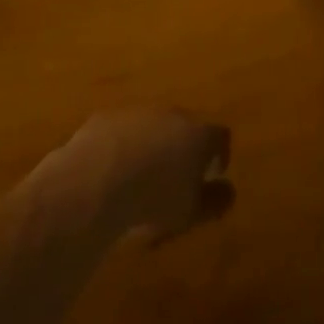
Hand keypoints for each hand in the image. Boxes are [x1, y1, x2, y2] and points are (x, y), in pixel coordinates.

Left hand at [56, 110, 233, 243]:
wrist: (96, 181)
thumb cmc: (154, 199)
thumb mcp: (192, 211)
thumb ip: (215, 200)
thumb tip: (228, 190)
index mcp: (198, 134)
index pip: (219, 137)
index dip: (219, 154)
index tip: (213, 173)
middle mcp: (171, 115)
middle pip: (185, 127)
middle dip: (182, 148)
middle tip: (175, 176)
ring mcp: (137, 113)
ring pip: (151, 127)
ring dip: (150, 146)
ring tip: (140, 176)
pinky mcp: (106, 117)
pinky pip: (121, 131)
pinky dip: (121, 147)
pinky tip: (111, 172)